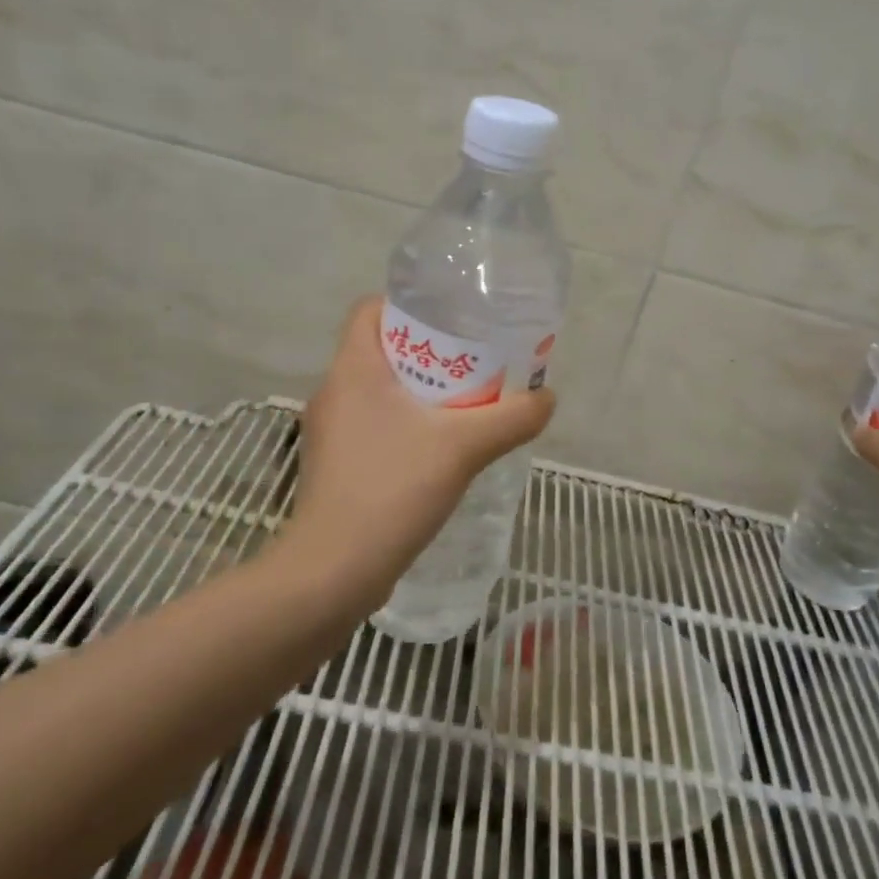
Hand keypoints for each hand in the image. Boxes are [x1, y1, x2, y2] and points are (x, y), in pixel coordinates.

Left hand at [280, 295, 556, 597]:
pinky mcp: (336, 466)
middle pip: (382, 350)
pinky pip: (375, 426)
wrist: (334, 572)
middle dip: (429, 353)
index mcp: (353, 369)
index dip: (409, 306)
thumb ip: (512, 417)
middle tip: (475, 364)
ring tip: (465, 406)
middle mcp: (334, 392)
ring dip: (420, 393)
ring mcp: (331, 433)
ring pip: (380, 392)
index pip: (370, 310)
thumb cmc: (392, 489)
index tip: (453, 321)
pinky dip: (407, 426)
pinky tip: (440, 451)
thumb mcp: (464, 447)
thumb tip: (547, 398)